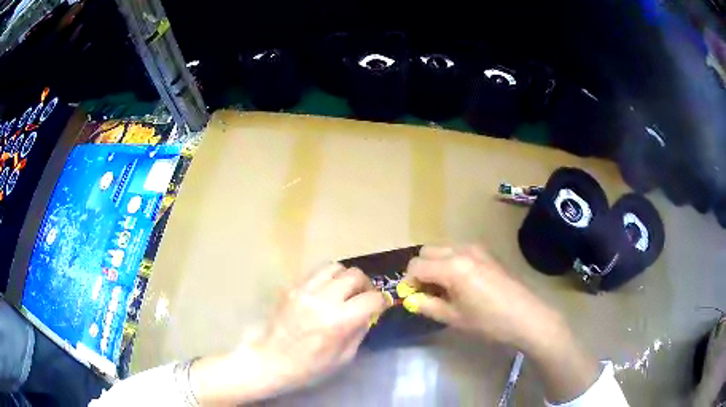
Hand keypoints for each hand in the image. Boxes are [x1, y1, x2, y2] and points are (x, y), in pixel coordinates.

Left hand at [191, 263, 389, 404]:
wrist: (269, 360)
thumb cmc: (308, 367)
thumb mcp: (343, 358)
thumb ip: (359, 331)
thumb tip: (369, 313)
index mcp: (338, 321)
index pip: (371, 298)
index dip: (382, 301)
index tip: (381, 305)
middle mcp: (322, 299)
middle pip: (355, 275)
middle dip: (366, 285)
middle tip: (364, 297)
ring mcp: (303, 290)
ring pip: (334, 267)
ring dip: (346, 277)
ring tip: (345, 291)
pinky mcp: (291, 287)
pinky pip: (315, 273)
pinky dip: (327, 279)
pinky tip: (325, 293)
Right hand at [401, 244, 564, 351]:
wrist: (525, 316)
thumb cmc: (488, 321)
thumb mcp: (453, 317)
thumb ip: (427, 305)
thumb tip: (411, 299)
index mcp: (452, 267)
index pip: (416, 265)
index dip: (409, 281)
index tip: (413, 297)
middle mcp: (462, 250)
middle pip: (427, 251)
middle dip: (421, 270)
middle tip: (427, 292)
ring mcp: (476, 248)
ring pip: (443, 249)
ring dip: (436, 265)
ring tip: (444, 289)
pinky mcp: (486, 252)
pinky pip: (458, 251)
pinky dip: (450, 263)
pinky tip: (461, 283)